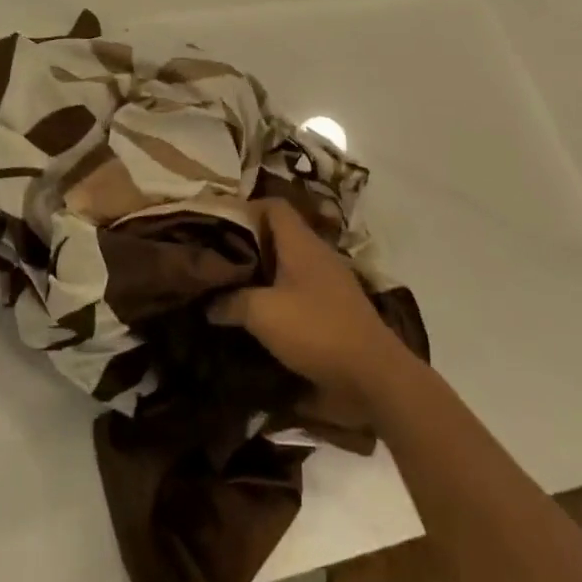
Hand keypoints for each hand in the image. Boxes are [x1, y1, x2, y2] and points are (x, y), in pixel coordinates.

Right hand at [208, 200, 404, 396]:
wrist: (373, 376)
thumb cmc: (316, 331)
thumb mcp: (263, 314)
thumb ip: (231, 302)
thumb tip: (208, 302)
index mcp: (301, 242)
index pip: (272, 206)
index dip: (244, 209)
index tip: (216, 226)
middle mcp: (316, 254)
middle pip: (277, 235)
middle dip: (247, 245)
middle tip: (215, 260)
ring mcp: (328, 282)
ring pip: (287, 265)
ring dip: (260, 275)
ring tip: (229, 288)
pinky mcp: (333, 309)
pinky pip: (297, 291)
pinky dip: (276, 297)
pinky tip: (256, 318)